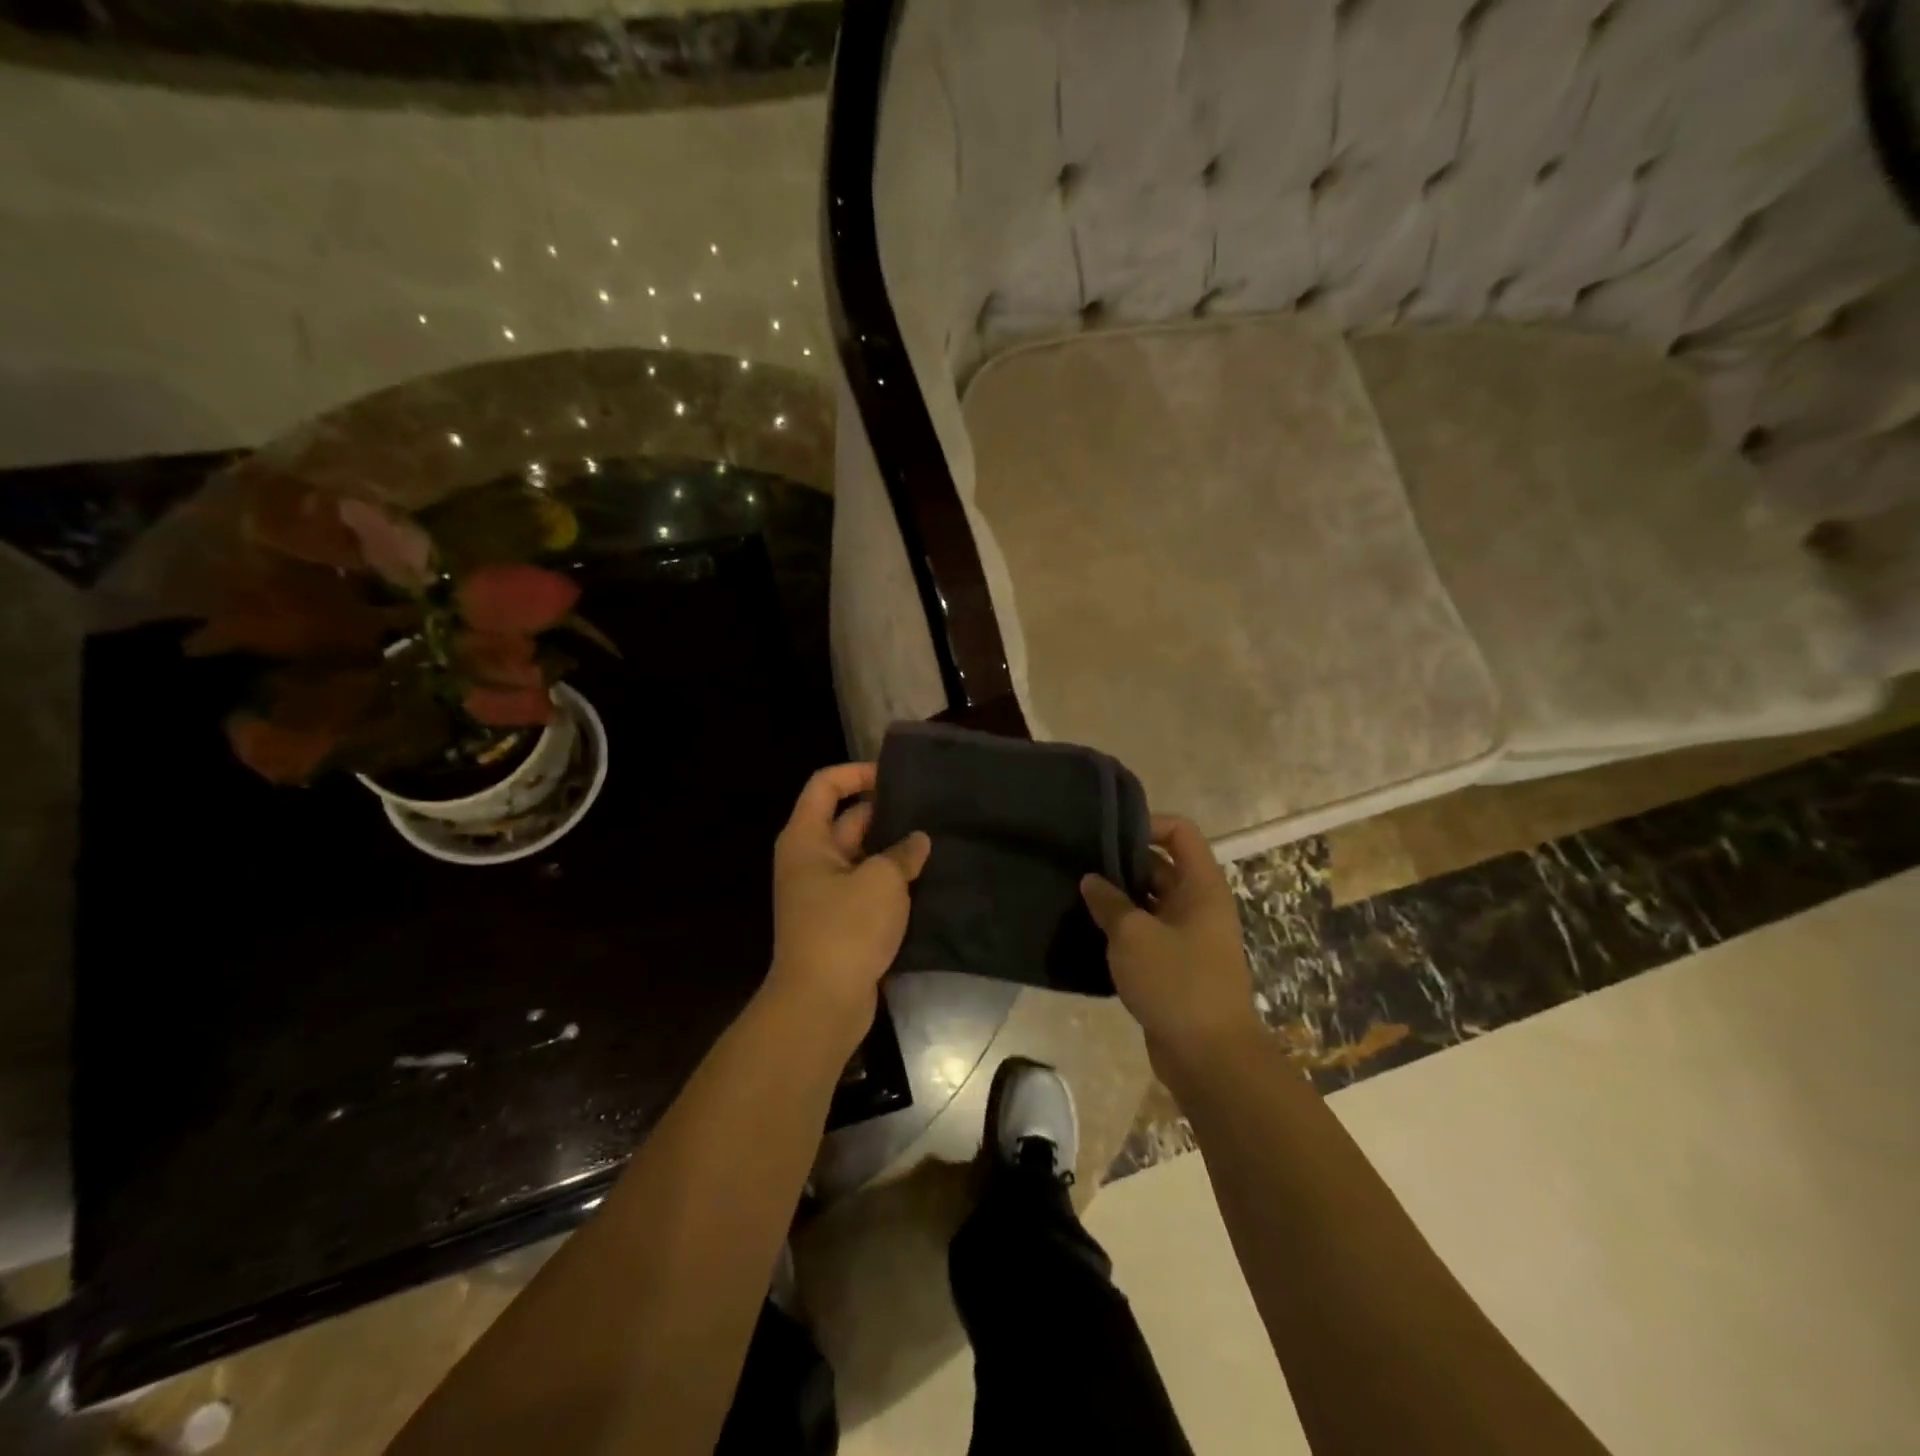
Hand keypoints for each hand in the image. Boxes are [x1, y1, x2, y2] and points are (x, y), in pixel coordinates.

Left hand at [767, 762, 930, 1054]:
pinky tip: (928, 880)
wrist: (822, 1003)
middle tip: (929, 809)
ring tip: (936, 841)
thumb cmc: (845, 928)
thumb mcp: (881, 881)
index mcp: (807, 838)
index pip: (825, 785)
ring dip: (893, 850)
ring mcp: (824, 893)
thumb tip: (917, 841)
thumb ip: (902, 853)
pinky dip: (892, 883)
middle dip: (885, 813)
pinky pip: (867, 889)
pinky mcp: (840, 922)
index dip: (857, 773)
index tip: (894, 777)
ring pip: (862, 857)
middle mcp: (810, 860)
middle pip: (847, 820)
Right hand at [1081, 815, 1261, 1067]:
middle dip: (1122, 863)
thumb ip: (1109, 902)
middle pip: (1161, 867)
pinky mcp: (1175, 966)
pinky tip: (1088, 932)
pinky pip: (1147, 934)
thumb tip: (1091, 880)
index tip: (1107, 834)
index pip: (1180, 833)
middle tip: (1078, 864)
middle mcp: (1198, 905)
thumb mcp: (1134, 936)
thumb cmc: (1177, 983)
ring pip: (1150, 903)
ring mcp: (1188, 937)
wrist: (1209, 1057)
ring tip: (1076, 895)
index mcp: (1201, 887)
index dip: (1147, 824)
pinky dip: (1122, 930)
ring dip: (1118, 899)